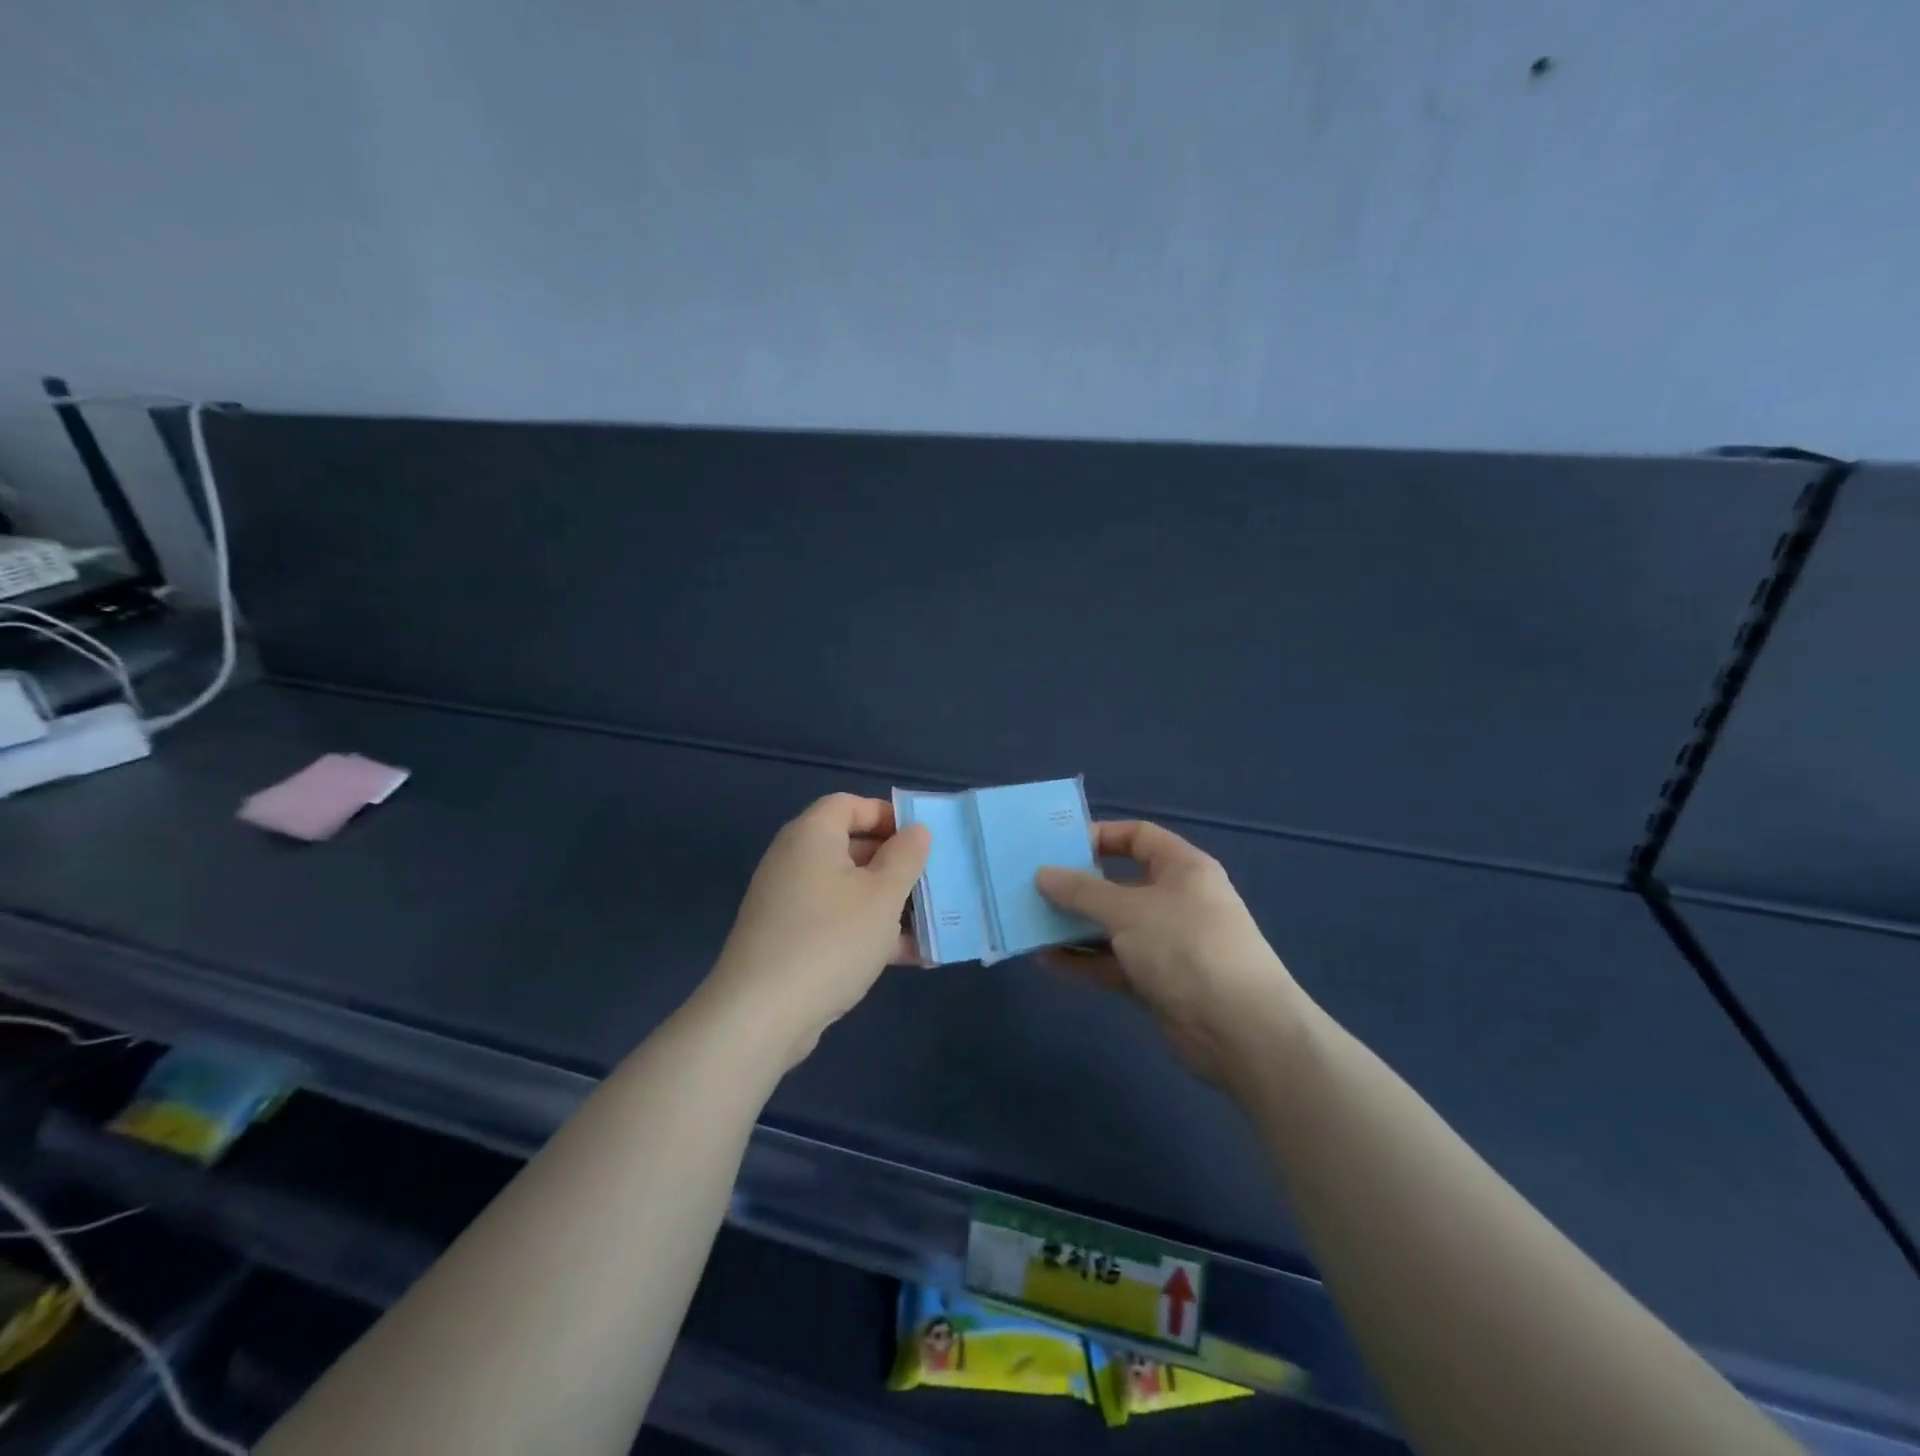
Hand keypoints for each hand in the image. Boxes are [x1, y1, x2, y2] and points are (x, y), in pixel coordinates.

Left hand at [709, 794, 930, 1067]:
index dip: (887, 815)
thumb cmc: (831, 939)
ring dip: (887, 903)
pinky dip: (867, 931)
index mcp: (812, 835)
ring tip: (929, 923)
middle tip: (931, 882)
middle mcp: (794, 860)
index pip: (849, 804)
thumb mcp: (882, 895)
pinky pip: (835, 921)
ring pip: (848, 889)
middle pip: (851, 846)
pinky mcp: (788, 940)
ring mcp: (788, 902)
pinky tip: (907, 957)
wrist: (760, 1015)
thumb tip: (916, 830)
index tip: (920, 840)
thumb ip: (905, 857)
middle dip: (895, 864)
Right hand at [1036, 821, 1305, 1085]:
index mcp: (1182, 868)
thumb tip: (1042, 874)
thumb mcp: (1128, 910)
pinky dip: (1085, 961)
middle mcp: (1176, 900)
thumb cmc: (1186, 946)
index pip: (1138, 837)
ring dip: (1075, 927)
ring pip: (1113, 927)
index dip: (1100, 837)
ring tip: (1031, 925)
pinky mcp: (1158, 982)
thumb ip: (1082, 892)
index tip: (1059, 848)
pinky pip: (1114, 963)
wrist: (1241, 1030)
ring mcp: (1167, 943)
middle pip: (1119, 884)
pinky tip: (1047, 962)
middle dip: (1078, 887)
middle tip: (1033, 888)